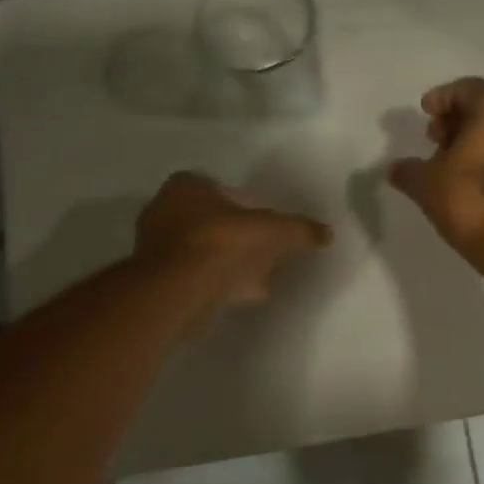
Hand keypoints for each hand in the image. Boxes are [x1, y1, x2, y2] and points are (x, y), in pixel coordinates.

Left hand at [136, 172, 331, 327]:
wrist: (176, 291)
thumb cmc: (221, 244)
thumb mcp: (272, 231)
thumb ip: (299, 230)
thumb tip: (326, 233)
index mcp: (186, 187)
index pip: (219, 188)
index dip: (245, 204)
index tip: (264, 223)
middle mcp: (164, 210)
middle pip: (211, 220)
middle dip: (237, 235)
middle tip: (263, 250)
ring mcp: (156, 247)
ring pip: (203, 250)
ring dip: (228, 263)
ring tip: (258, 279)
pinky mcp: (157, 281)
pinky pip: (195, 276)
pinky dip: (216, 283)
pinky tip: (239, 297)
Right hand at [388, 78, 483, 259]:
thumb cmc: (473, 201)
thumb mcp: (427, 184)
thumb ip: (408, 170)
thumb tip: (397, 168)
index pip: (465, 89)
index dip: (441, 99)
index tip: (425, 114)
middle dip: (458, 120)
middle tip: (435, 139)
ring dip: (476, 139)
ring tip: (451, 163)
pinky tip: (474, 180)